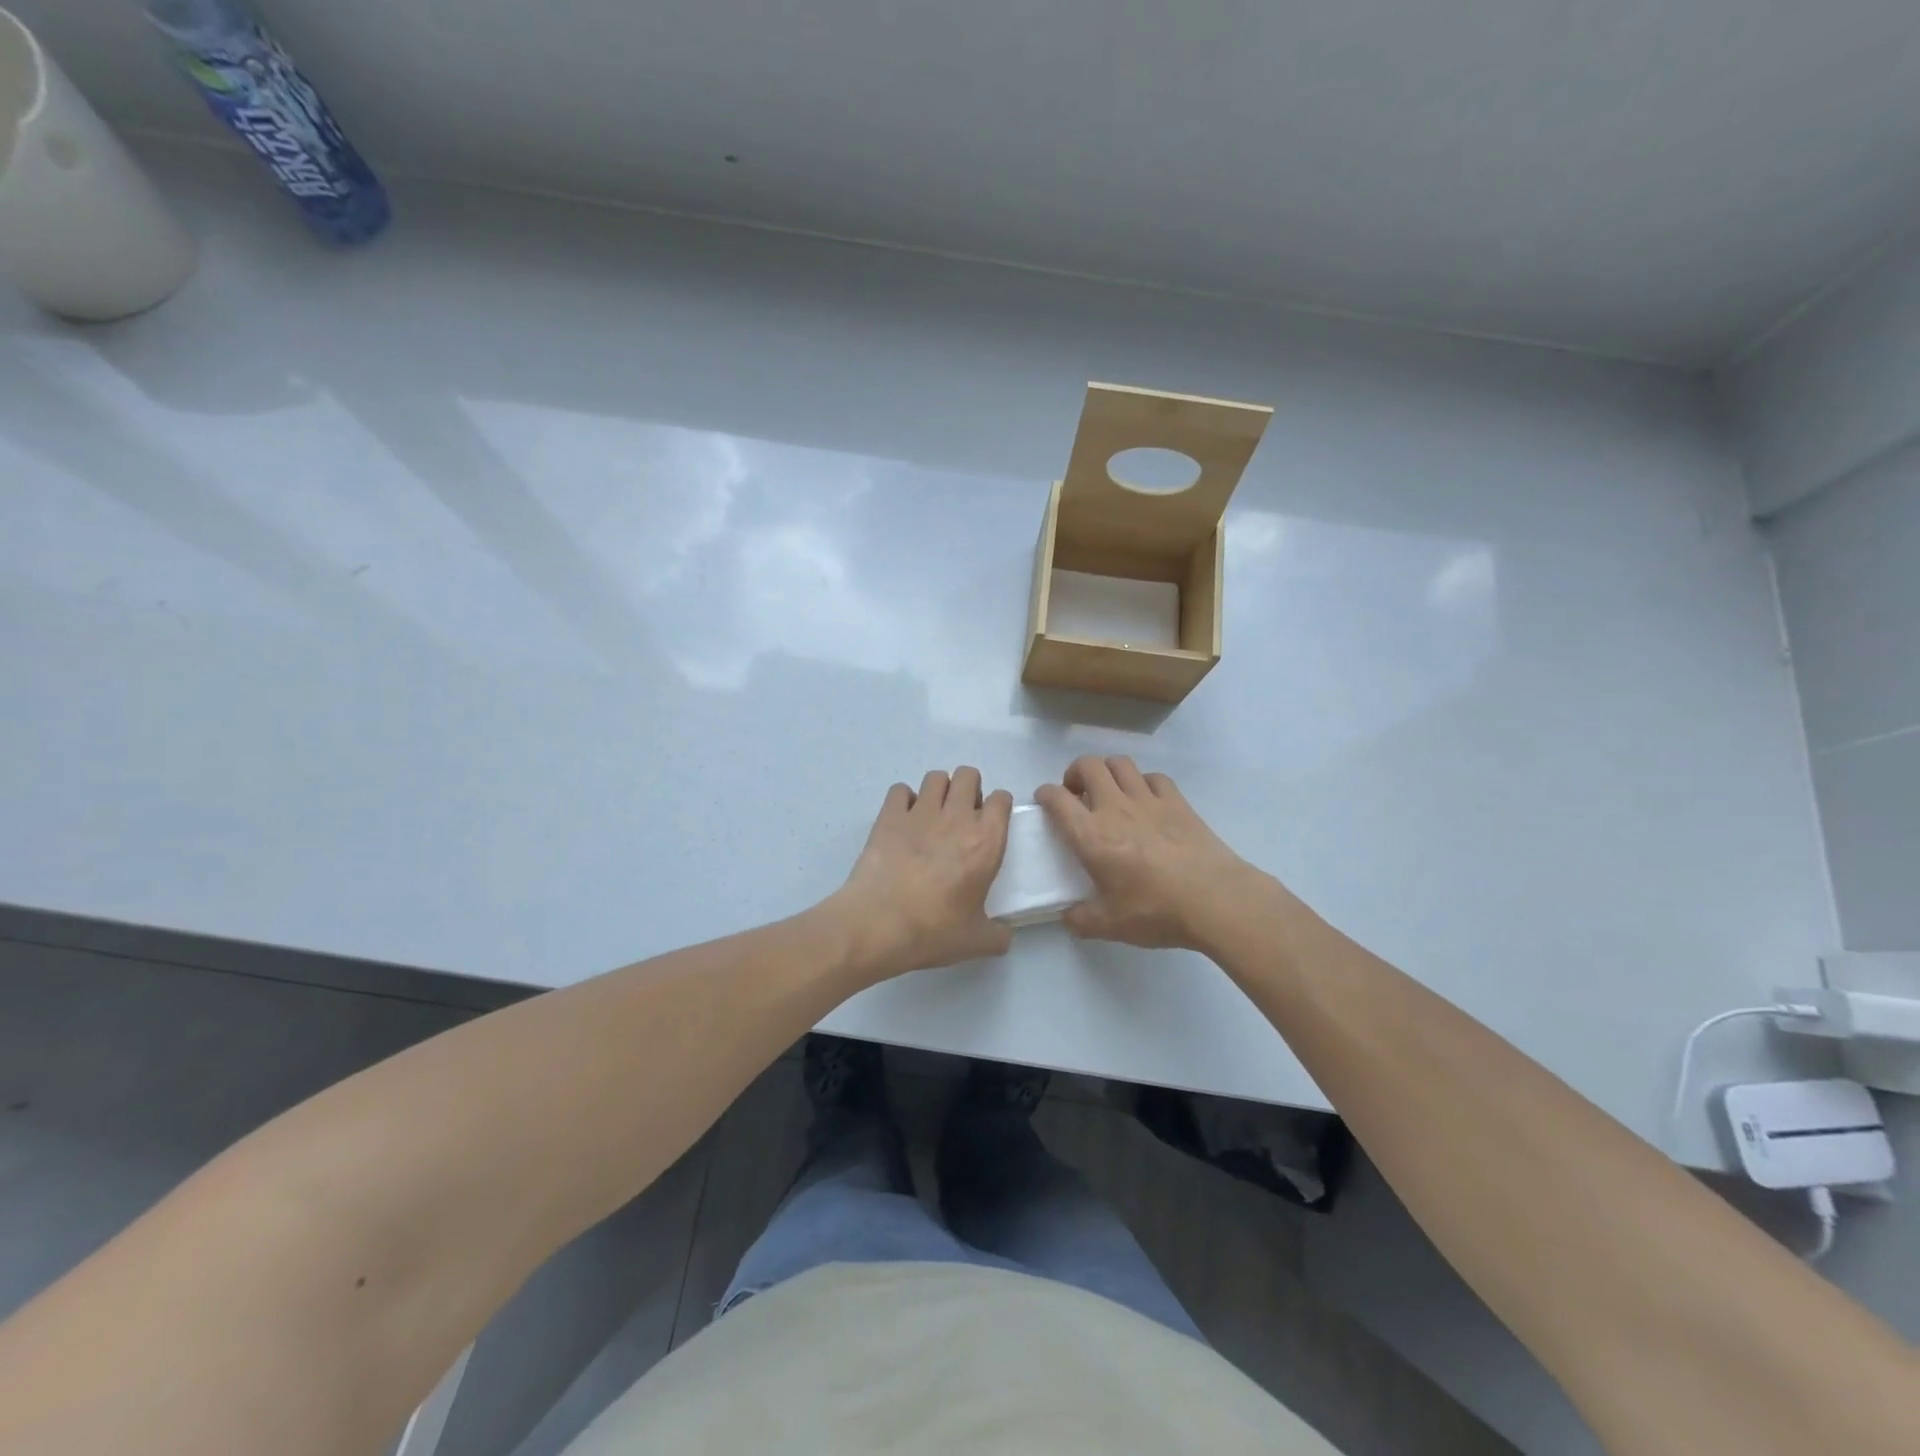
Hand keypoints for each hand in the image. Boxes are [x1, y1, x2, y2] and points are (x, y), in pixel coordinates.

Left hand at [829, 767, 1013, 980]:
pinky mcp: (889, 816)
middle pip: (968, 775)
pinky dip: (904, 800)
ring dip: (939, 790)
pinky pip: (900, 790)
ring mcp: (920, 813)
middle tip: (962, 816)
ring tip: (933, 815)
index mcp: (986, 842)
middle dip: (969, 789)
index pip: (1002, 800)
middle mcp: (957, 818)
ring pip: (936, 777)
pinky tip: (902, 820)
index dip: (998, 807)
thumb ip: (997, 935)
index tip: (991, 822)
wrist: (878, 925)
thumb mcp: (976, 942)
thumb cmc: (933, 931)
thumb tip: (1004, 935)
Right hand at [1036, 755, 1264, 951]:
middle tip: (1077, 794)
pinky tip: (1146, 800)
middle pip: (1088, 766)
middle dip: (1075, 773)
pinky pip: (1154, 777)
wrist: (1215, 900)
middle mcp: (1115, 808)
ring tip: (1109, 791)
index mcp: (1091, 835)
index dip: (1045, 794)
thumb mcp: (1110, 925)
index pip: (1057, 799)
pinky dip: (1143, 782)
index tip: (1044, 801)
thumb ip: (1082, 919)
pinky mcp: (1178, 802)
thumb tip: (1068, 916)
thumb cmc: (1156, 911)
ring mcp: (1149, 800)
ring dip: (1108, 771)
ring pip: (1120, 763)